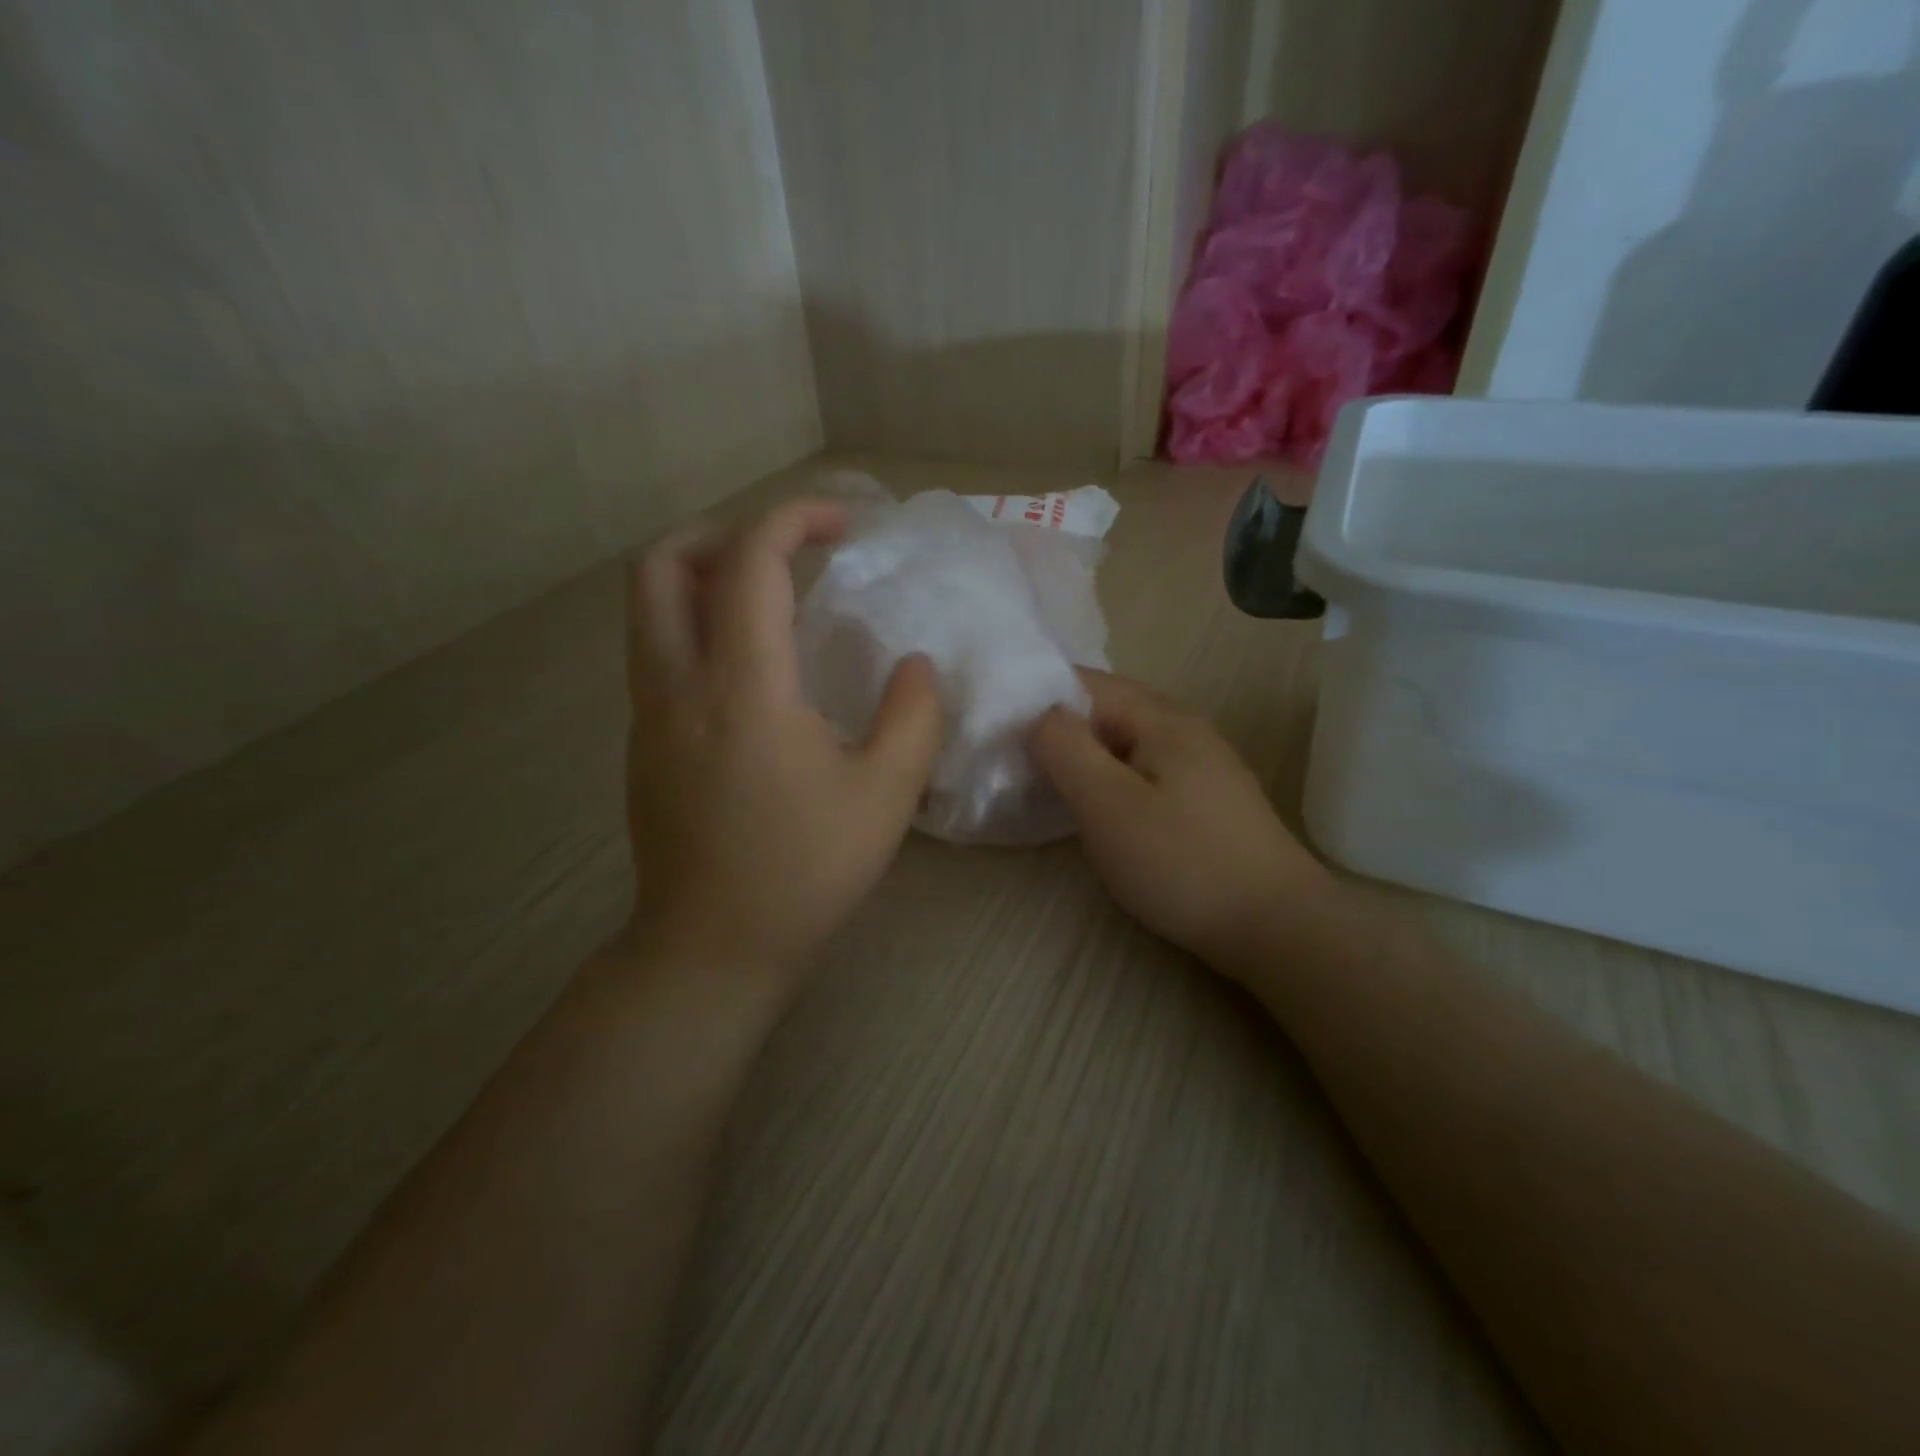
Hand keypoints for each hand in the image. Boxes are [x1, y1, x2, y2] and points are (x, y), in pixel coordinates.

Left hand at [622, 498, 943, 993]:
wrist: (713, 949)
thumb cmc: (804, 871)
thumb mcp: (886, 795)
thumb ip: (914, 715)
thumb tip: (915, 664)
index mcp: (742, 687)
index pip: (749, 562)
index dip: (794, 518)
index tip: (845, 521)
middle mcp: (678, 684)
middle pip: (661, 564)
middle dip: (724, 532)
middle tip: (786, 551)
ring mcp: (648, 714)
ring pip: (647, 608)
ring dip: (703, 575)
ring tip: (770, 597)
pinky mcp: (643, 743)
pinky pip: (657, 652)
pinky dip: (696, 624)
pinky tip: (752, 669)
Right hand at [1027, 670, 1336, 973]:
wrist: (1275, 926)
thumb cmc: (1182, 862)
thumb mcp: (1108, 804)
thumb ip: (1065, 749)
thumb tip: (1037, 714)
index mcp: (1162, 718)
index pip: (1086, 683)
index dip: (1039, 697)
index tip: (998, 728)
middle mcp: (1185, 728)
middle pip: (1108, 710)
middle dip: (1059, 728)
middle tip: (1015, 759)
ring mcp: (1202, 764)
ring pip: (1126, 743)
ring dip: (1086, 755)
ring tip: (1047, 783)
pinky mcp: (1207, 799)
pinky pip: (1145, 770)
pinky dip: (1111, 778)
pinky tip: (1099, 808)